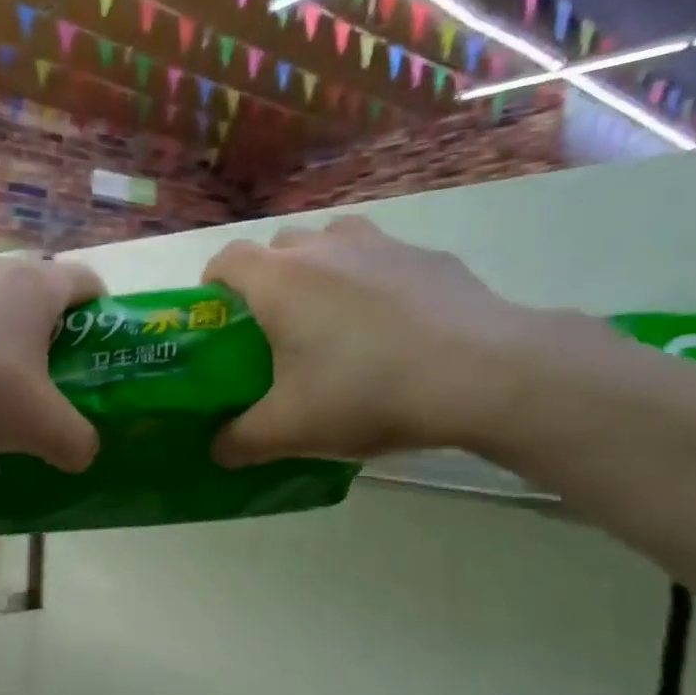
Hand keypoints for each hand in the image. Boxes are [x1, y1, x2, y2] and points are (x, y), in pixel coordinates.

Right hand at [204, 216, 537, 465]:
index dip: (212, 286)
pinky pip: (382, 260)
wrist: (483, 375)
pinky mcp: (428, 257)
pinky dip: (372, 283)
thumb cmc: (366, 393)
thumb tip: (216, 451)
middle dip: (268, 281)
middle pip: (279, 248)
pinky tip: (392, 330)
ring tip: (334, 322)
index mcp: (280, 280)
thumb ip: (240, 441)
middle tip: (277, 331)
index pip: (226, 259)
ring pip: (333, 243)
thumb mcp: (291, 431)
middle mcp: (325, 247)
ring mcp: (382, 244)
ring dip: (321, 271)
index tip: (219, 320)